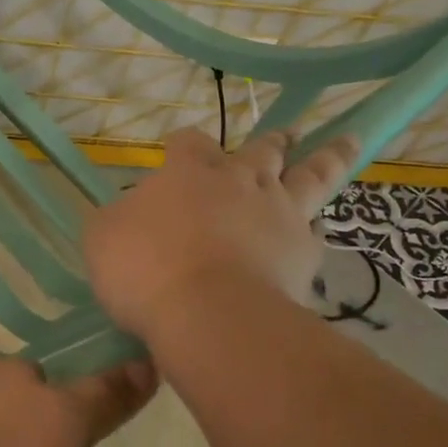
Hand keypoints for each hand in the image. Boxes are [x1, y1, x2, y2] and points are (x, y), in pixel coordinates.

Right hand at [84, 128, 358, 340]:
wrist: (209, 314)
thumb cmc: (145, 269)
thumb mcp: (102, 238)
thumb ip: (117, 218)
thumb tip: (129, 213)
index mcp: (189, 172)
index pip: (190, 142)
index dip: (184, 143)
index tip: (180, 148)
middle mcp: (239, 181)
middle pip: (262, 149)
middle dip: (272, 140)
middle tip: (288, 133)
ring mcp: (278, 213)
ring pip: (310, 175)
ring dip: (327, 156)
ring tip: (345, 142)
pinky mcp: (303, 252)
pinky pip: (316, 232)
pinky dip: (315, 228)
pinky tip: (316, 231)